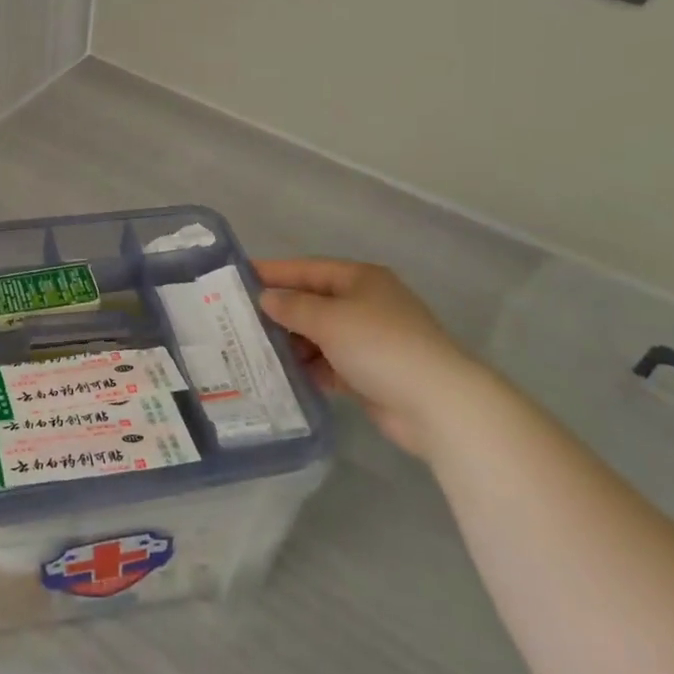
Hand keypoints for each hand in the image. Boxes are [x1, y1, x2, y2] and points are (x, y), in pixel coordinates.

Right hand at [256, 257, 483, 458]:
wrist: (436, 404)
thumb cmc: (380, 346)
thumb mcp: (329, 319)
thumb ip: (293, 307)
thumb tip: (267, 298)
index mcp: (359, 279)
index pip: (307, 269)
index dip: (273, 272)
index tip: (237, 276)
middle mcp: (364, 304)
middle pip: (312, 301)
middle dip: (279, 310)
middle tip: (237, 318)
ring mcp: (368, 340)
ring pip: (318, 334)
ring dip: (291, 342)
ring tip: (252, 348)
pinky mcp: (369, 373)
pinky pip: (329, 363)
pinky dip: (308, 367)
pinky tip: (281, 374)